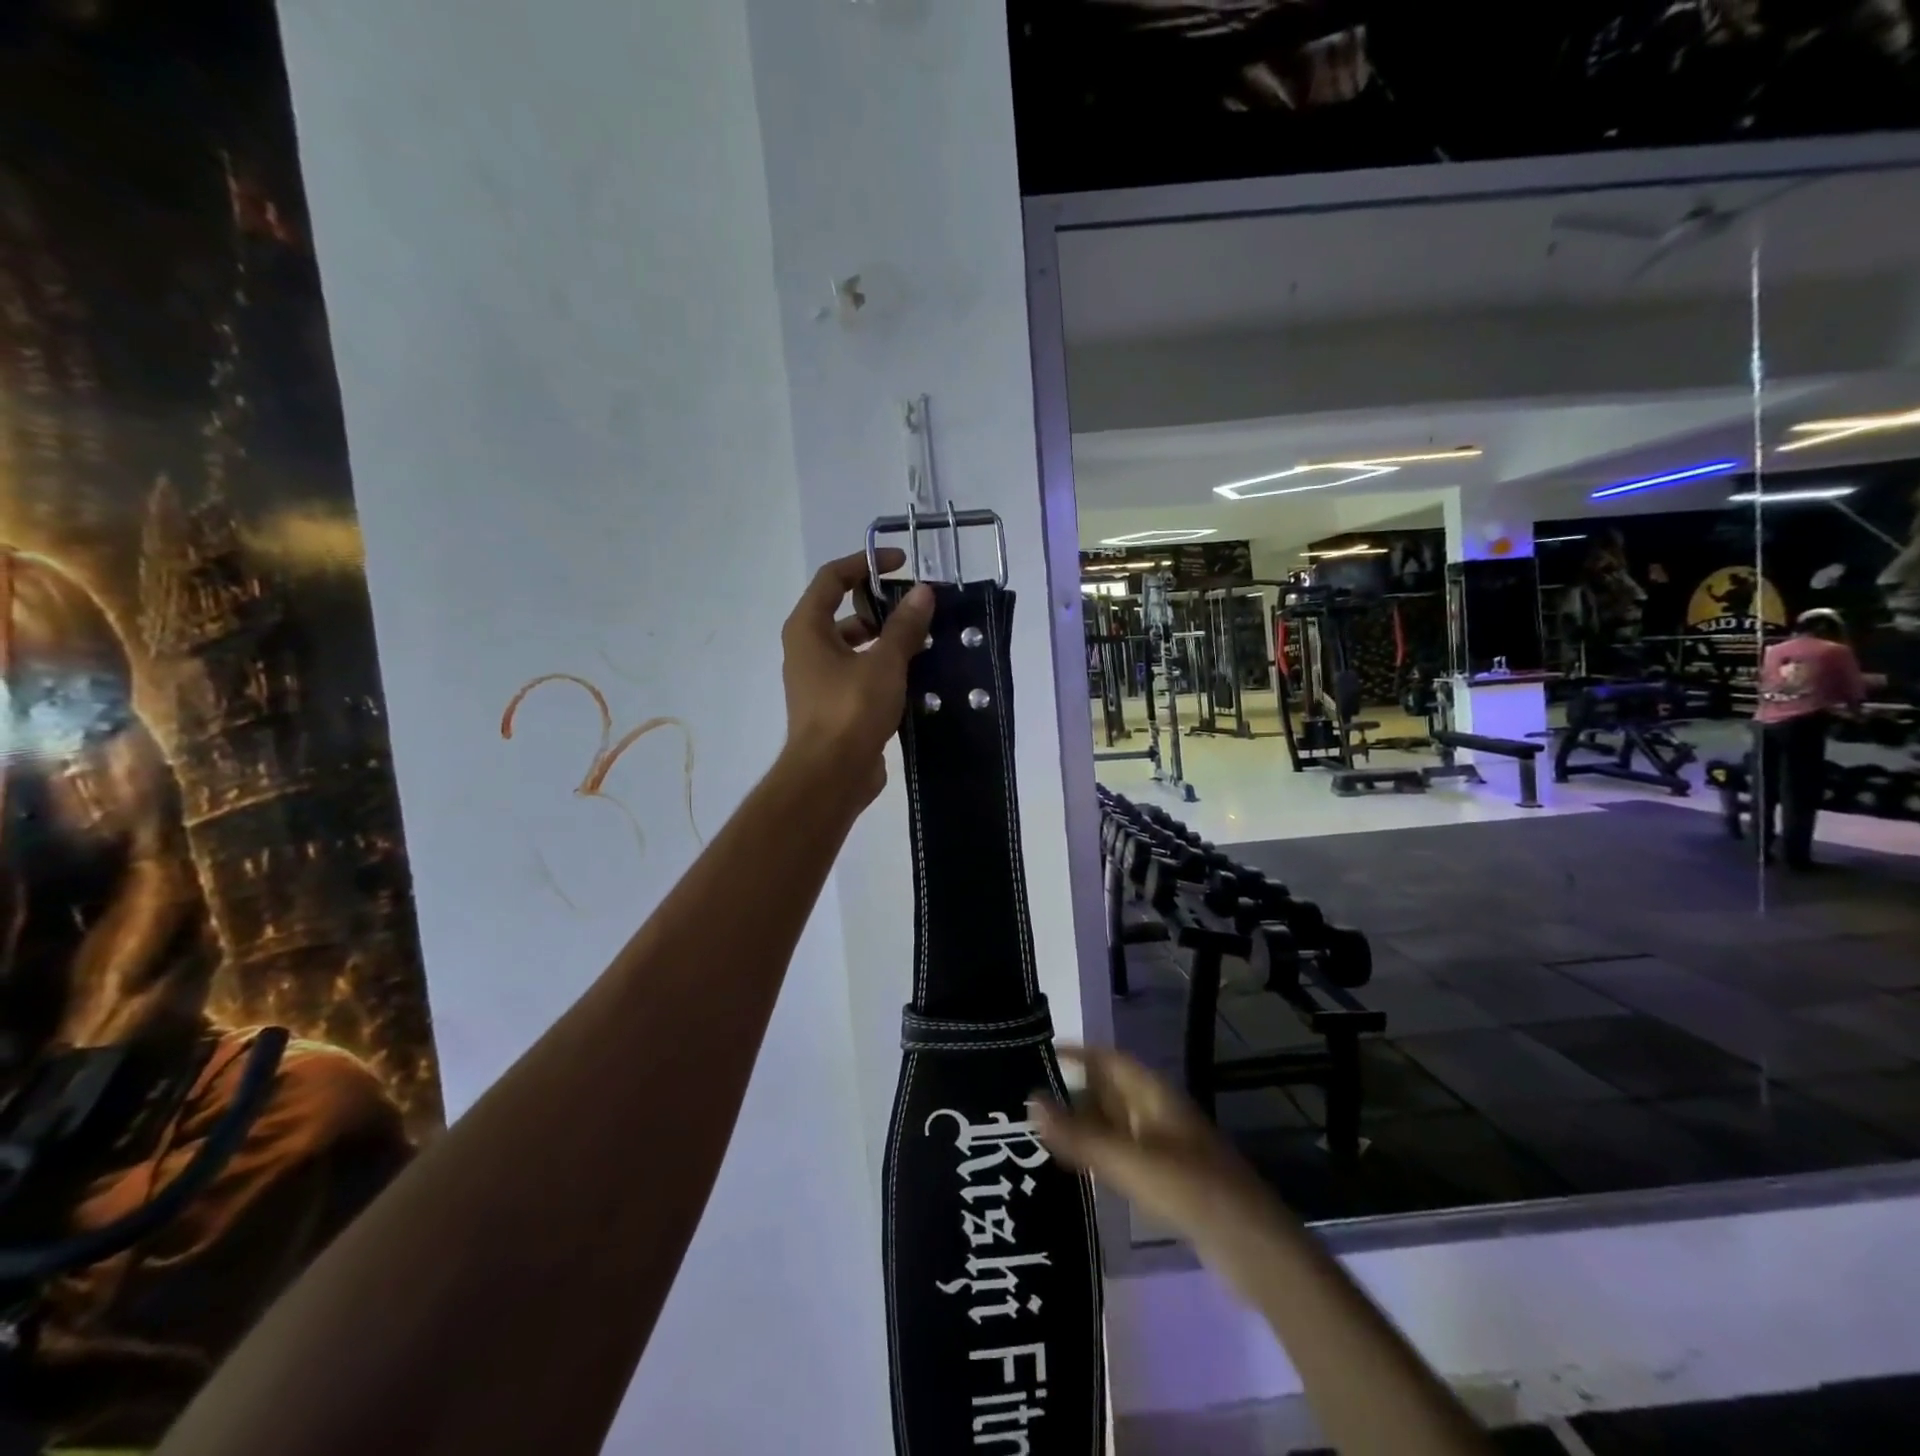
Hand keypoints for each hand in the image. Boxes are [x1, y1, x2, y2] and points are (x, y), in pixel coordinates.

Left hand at [780, 547, 933, 806]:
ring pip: (854, 645)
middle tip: (917, 606)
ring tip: (924, 639)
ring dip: (886, 639)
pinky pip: (860, 673)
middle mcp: (807, 649)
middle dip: (880, 604)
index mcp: (808, 628)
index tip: (901, 563)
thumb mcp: (884, 662)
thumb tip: (923, 592)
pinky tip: (916, 674)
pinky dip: (884, 667)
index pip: (832, 577)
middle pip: (843, 610)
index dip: (865, 563)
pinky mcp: (835, 705)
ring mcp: (819, 679)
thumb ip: (904, 626)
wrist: (830, 775)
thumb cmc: (850, 710)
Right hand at [1031, 1046, 1272, 1246]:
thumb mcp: (1131, 1161)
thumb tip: (1030, 1101)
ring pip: (1115, 1124)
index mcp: (1155, 1095)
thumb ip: (1080, 1136)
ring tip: (1039, 1132)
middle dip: (1074, 1090)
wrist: (1254, 1250)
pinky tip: (1075, 1169)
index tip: (1040, 1052)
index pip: (1110, 1059)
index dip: (1078, 1052)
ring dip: (1084, 1124)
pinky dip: (1098, 1153)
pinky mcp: (1168, 1181)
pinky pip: (1124, 1154)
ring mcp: (1165, 1147)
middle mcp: (1158, 1113)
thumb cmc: (1192, 1190)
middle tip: (1028, 1097)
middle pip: (1111, 1091)